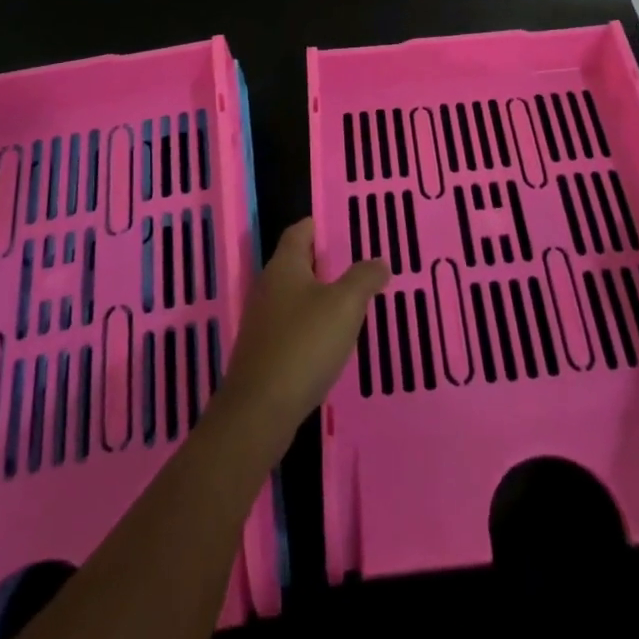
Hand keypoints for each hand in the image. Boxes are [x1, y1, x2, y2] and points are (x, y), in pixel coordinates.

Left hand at [214, 219, 387, 444]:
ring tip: (350, 303)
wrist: (259, 412)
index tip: (343, 227)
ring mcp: (262, 322)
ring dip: (318, 297)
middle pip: (296, 263)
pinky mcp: (262, 353)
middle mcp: (268, 287)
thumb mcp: (344, 305)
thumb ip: (364, 278)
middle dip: (323, 262)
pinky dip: (310, 326)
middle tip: (356, 264)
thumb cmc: (304, 345)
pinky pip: (290, 327)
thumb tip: (379, 261)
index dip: (319, 226)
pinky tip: (329, 342)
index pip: (299, 231)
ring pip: (294, 297)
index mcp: (284, 266)